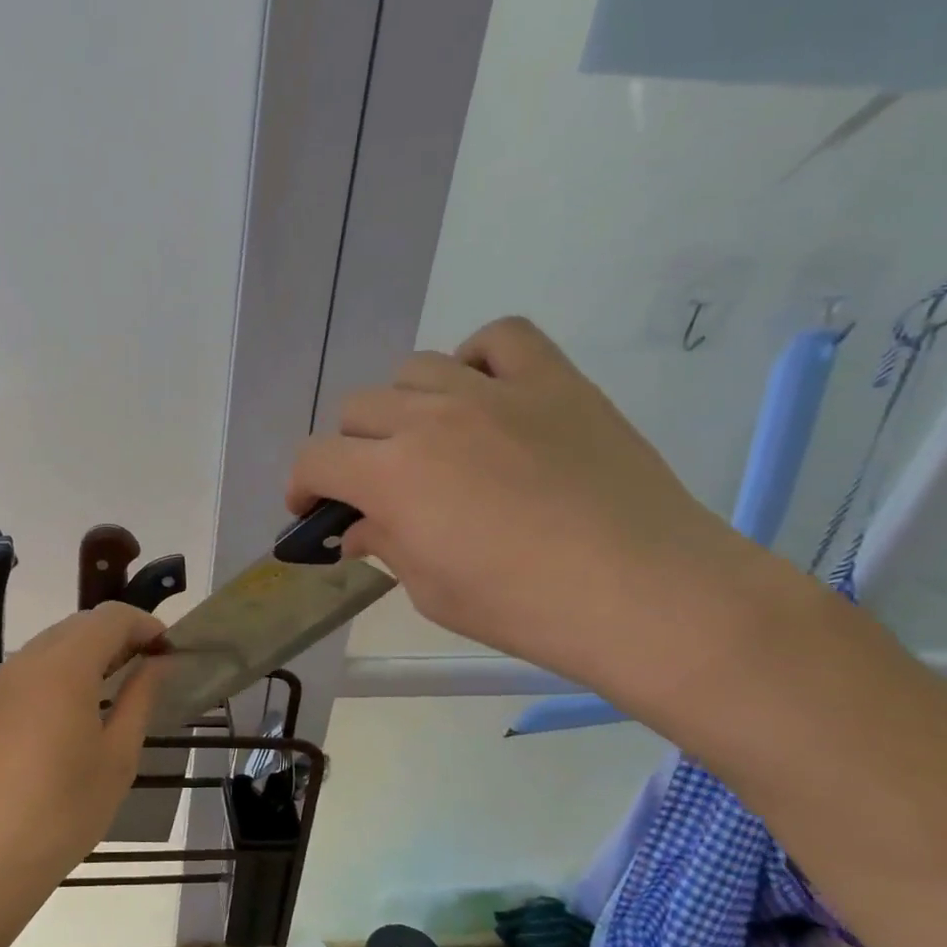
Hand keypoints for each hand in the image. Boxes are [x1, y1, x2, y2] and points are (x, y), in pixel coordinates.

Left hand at [0, 602, 165, 897]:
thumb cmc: (65, 809)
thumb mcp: (118, 755)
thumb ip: (140, 697)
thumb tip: (157, 663)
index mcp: (64, 667)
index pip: (110, 617)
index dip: (144, 625)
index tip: (167, 651)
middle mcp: (26, 662)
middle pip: (78, 625)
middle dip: (116, 636)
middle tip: (145, 669)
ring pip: (49, 646)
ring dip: (85, 654)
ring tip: (110, 691)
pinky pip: (26, 673)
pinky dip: (56, 675)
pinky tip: (68, 715)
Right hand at [289, 317, 773, 702]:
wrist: (643, 594)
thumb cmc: (522, 607)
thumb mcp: (431, 590)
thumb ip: (384, 544)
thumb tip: (358, 527)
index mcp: (391, 474)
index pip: (315, 459)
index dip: (302, 485)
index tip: (312, 511)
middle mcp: (430, 418)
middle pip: (358, 409)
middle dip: (353, 451)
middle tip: (378, 488)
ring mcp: (494, 390)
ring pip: (417, 370)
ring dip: (406, 407)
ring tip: (432, 442)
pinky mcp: (554, 380)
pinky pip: (500, 338)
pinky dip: (478, 360)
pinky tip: (485, 396)